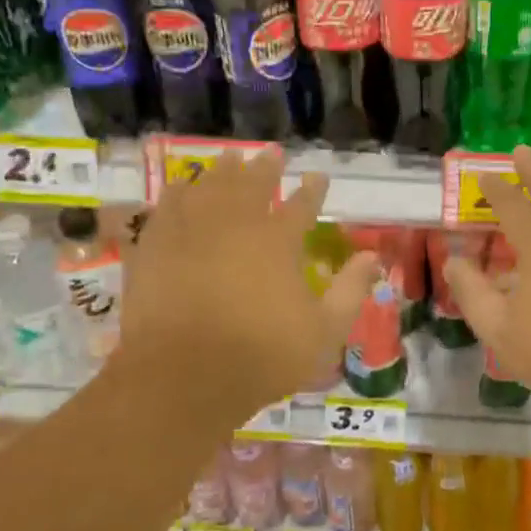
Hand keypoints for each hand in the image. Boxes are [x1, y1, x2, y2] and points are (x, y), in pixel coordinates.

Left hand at [113, 152, 377, 429]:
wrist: (182, 377)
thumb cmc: (262, 356)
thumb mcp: (324, 332)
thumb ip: (351, 291)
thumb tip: (374, 258)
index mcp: (278, 242)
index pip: (302, 205)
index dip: (313, 190)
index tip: (318, 176)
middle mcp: (235, 225)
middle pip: (252, 185)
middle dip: (264, 167)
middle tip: (271, 153)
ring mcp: (191, 233)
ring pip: (208, 187)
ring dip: (221, 171)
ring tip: (229, 157)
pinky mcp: (156, 248)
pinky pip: (167, 208)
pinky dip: (177, 193)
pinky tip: (180, 188)